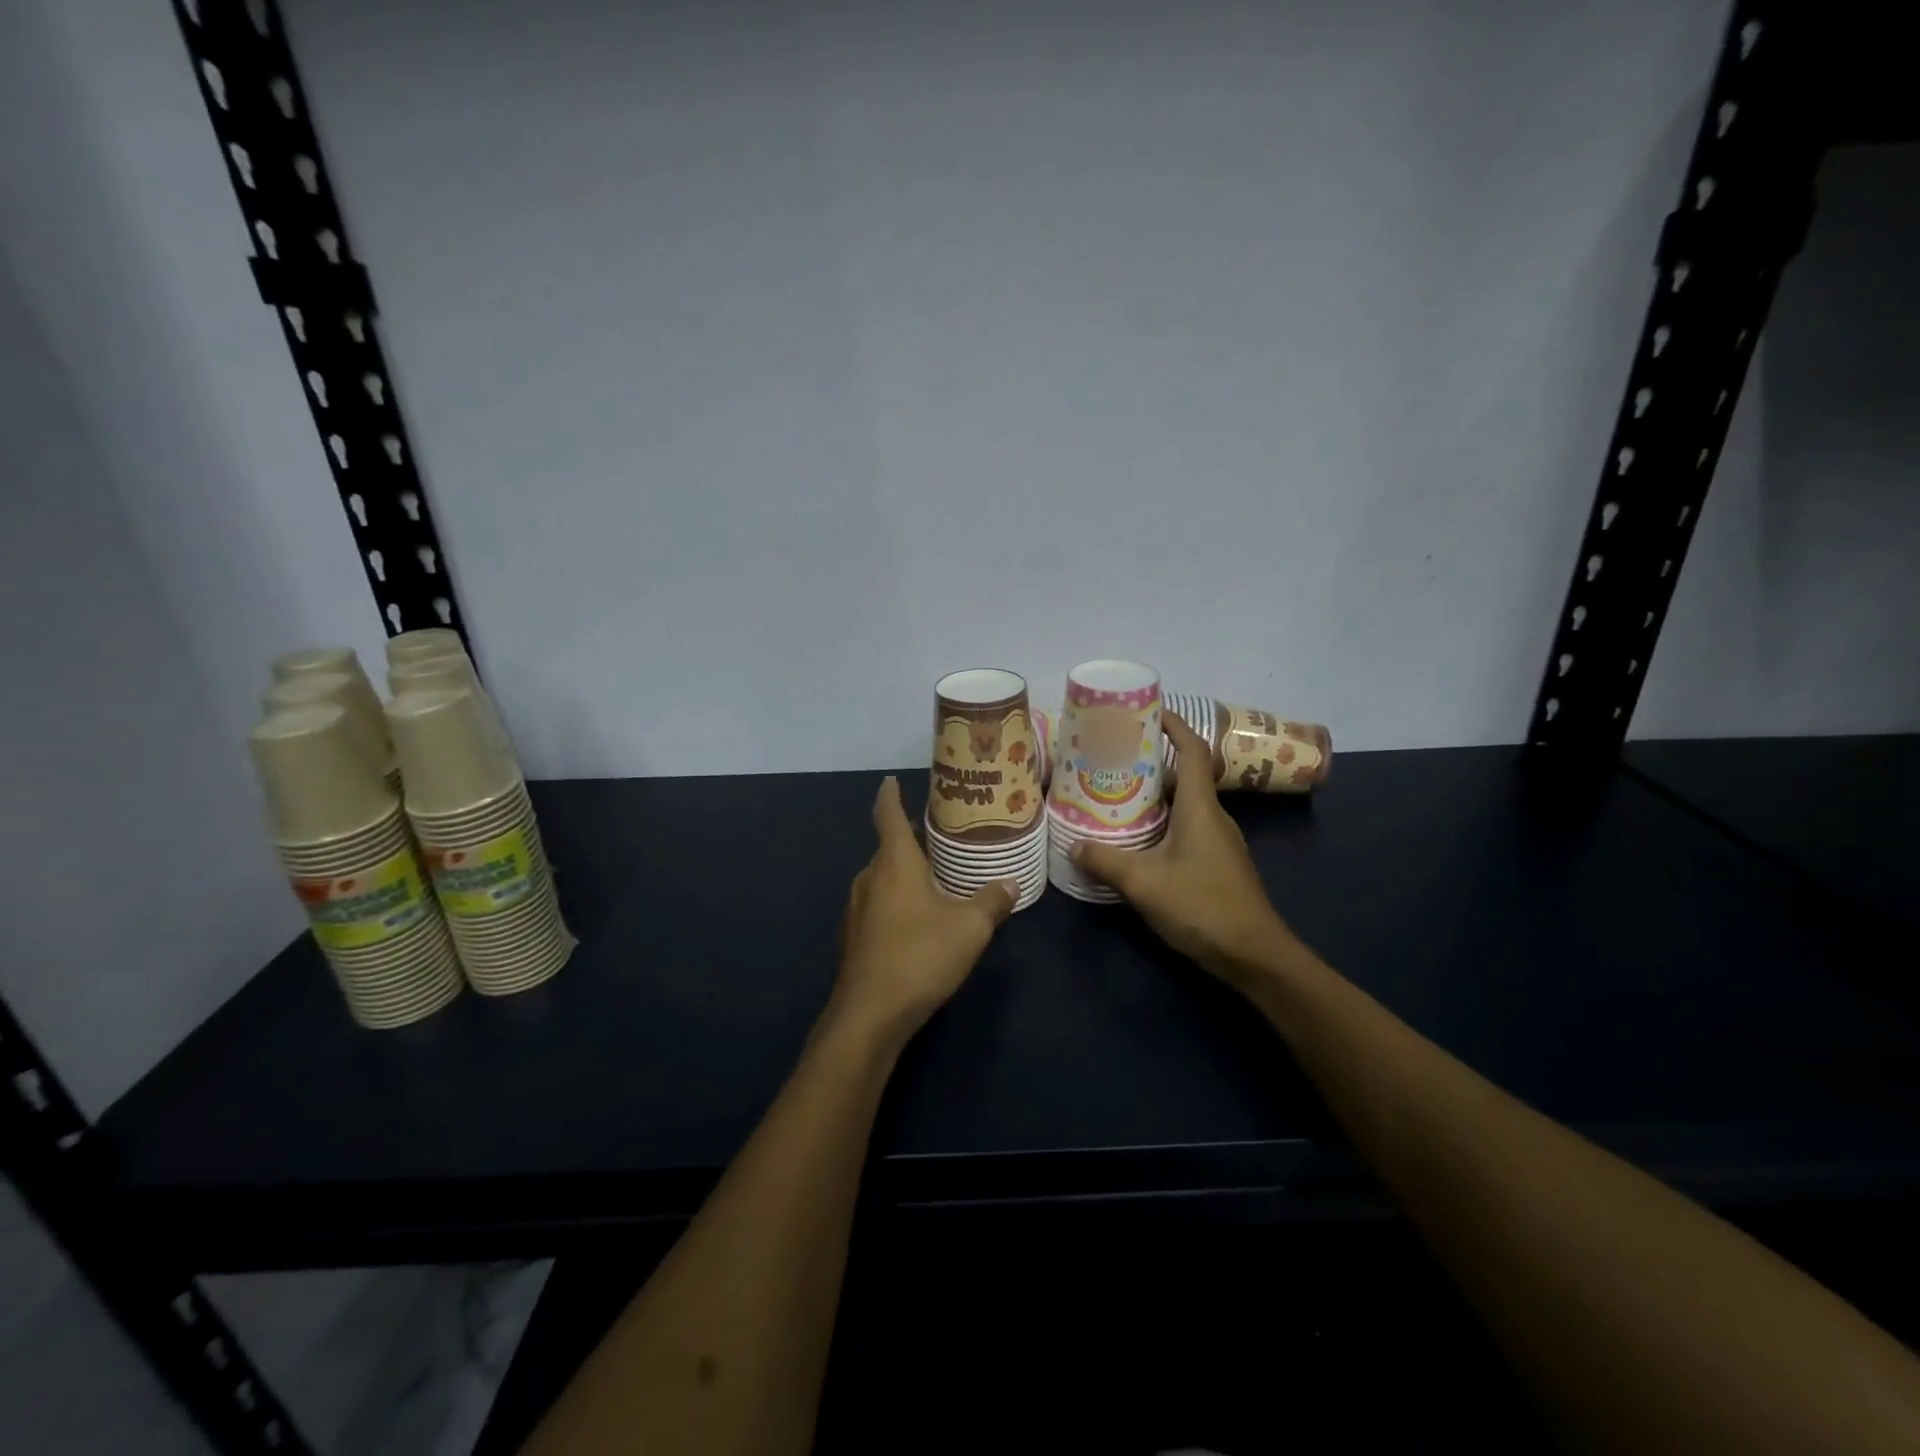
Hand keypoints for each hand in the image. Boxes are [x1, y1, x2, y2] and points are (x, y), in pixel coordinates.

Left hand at [828, 776, 1016, 1048]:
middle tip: (940, 839)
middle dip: (910, 842)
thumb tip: (1012, 883)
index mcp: (894, 863)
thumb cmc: (920, 956)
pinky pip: (877, 906)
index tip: (890, 780)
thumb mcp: (969, 928)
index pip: (888, 815)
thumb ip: (992, 902)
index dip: (890, 795)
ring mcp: (856, 909)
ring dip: (903, 875)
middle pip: (888, 849)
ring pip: (882, 880)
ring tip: (934, 880)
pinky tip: (916, 922)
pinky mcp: (853, 937)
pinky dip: (895, 902)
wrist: (870, 1014)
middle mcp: (869, 878)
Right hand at [1071, 712, 1291, 987]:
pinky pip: (1184, 827)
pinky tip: (1134, 837)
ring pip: (1182, 804)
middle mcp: (1212, 816)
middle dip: (1150, 761)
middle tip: (1111, 757)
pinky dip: (1160, 821)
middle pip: (1183, 775)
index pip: (1192, 750)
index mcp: (1200, 808)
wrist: (1255, 955)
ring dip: (1152, 795)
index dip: (1173, 725)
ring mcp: (1217, 841)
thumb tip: (1074, 845)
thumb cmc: (1203, 906)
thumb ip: (1106, 861)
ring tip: (1114, 793)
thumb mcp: (1144, 883)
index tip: (1147, 710)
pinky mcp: (1215, 863)